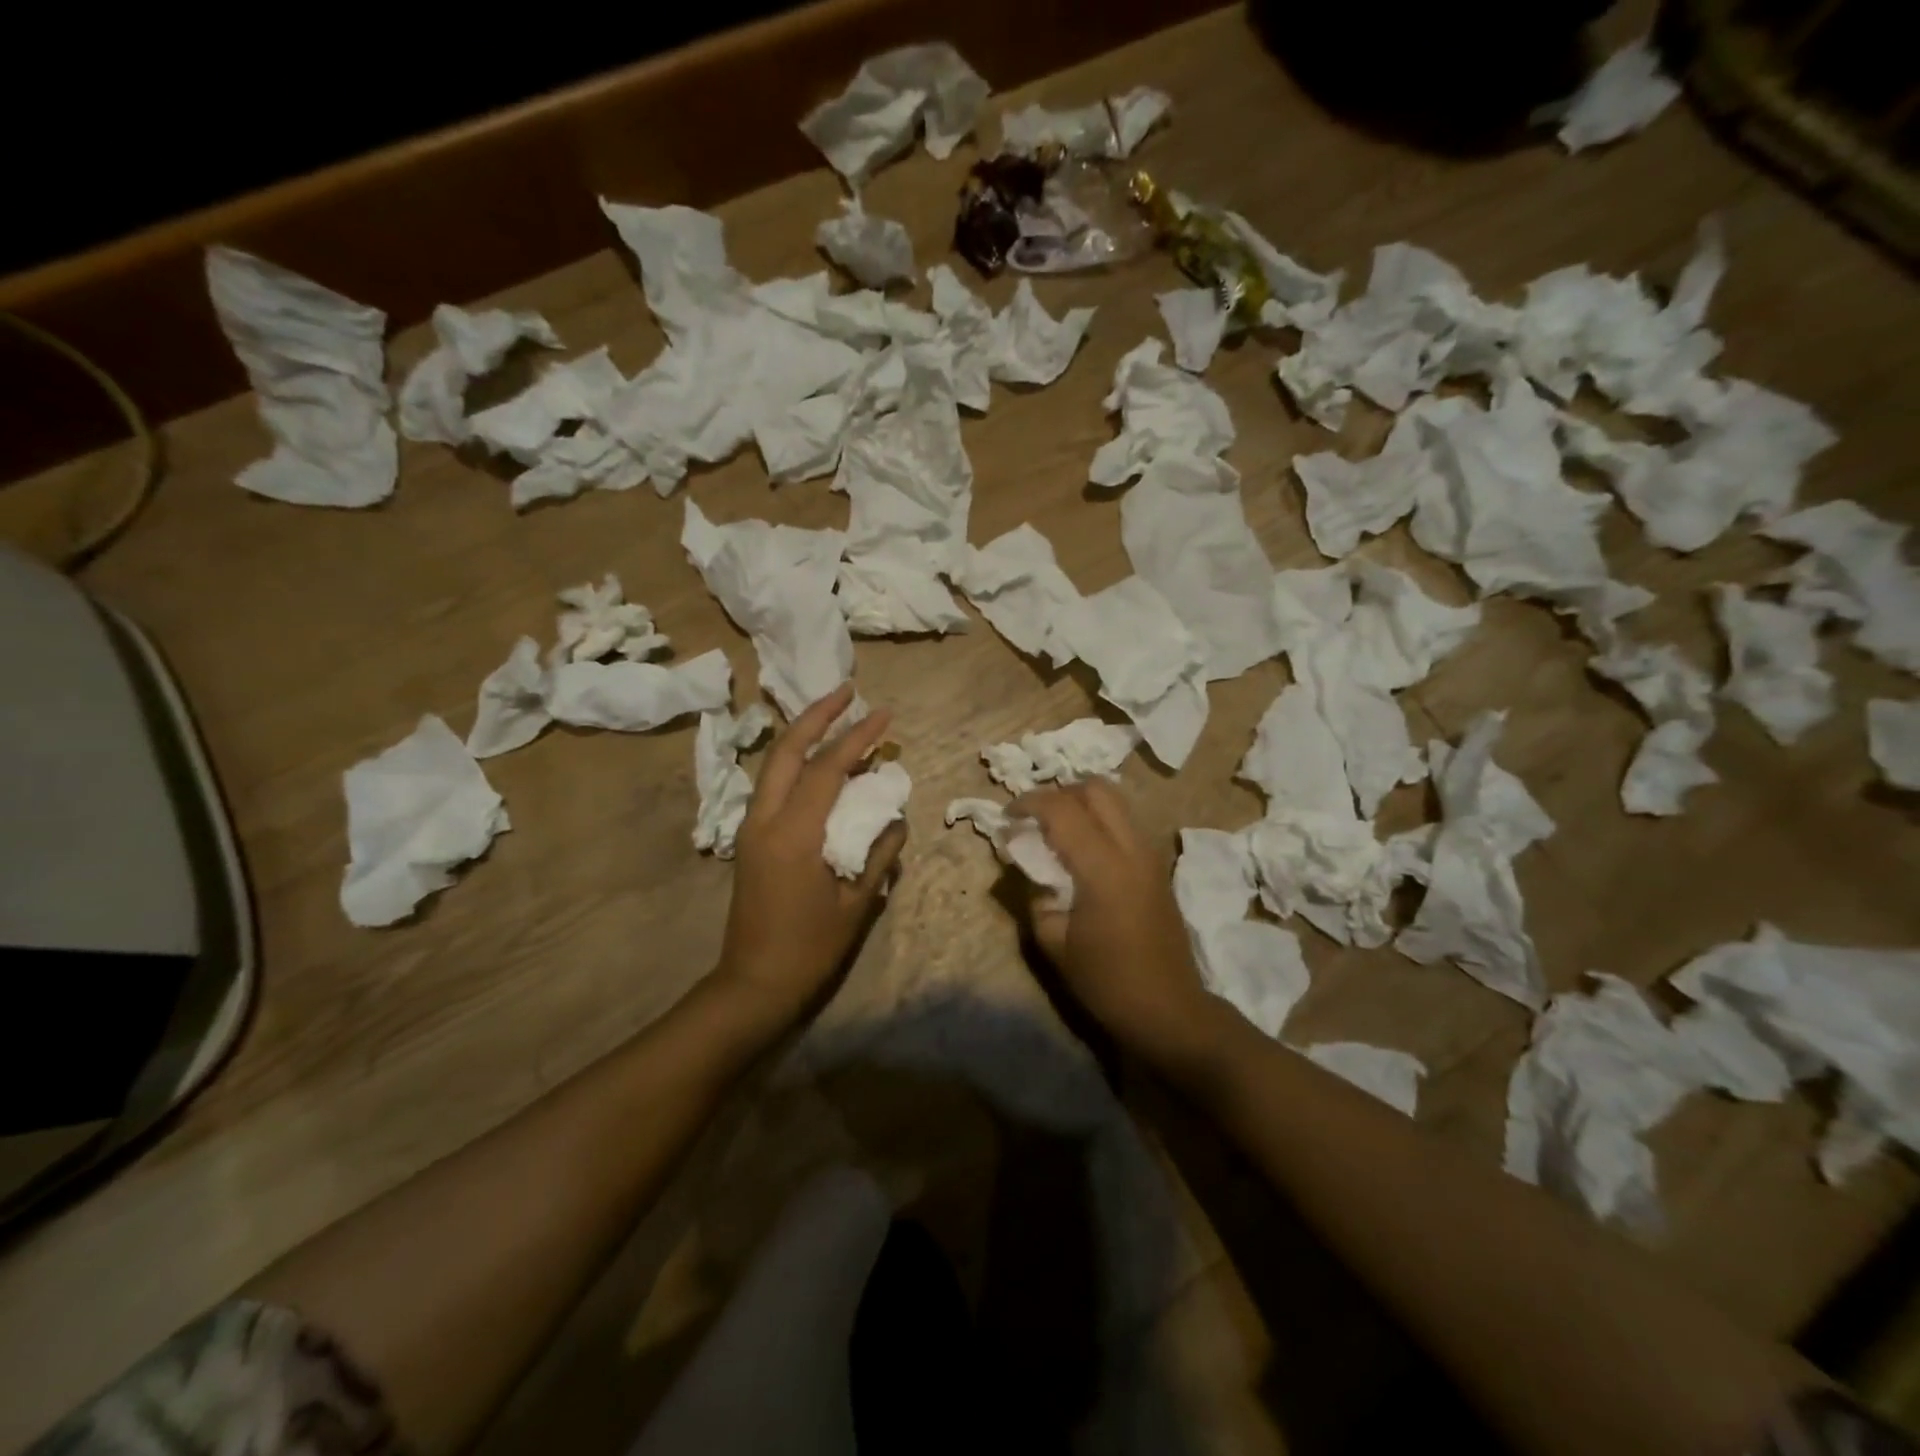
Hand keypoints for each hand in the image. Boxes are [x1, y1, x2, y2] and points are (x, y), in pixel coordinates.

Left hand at [713, 683, 906, 1030]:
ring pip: (773, 763)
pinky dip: (795, 762)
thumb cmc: (810, 948)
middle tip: (848, 691)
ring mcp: (751, 828)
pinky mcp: (749, 839)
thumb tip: (894, 817)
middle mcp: (765, 820)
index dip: (858, 737)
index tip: (885, 714)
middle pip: (787, 749)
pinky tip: (816, 761)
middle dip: (818, 714)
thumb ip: (880, 853)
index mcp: (793, 834)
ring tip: (834, 715)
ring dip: (803, 734)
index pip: (828, 769)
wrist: (754, 984)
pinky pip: (772, 785)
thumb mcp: (857, 903)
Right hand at [1012, 781, 1228, 1073]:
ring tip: (1056, 831)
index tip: (1006, 817)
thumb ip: (1034, 894)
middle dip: (1060, 793)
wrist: (1169, 1010)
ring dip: (1082, 804)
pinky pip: (1125, 823)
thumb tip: (1025, 863)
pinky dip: (1099, 821)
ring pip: (1115, 801)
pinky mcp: (1158, 866)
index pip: (1062, 809)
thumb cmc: (1107, 981)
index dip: (1028, 803)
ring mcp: (1150, 854)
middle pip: (1096, 788)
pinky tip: (1082, 851)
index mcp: (1103, 867)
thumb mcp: (1054, 942)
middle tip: (1035, 819)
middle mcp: (1132, 848)